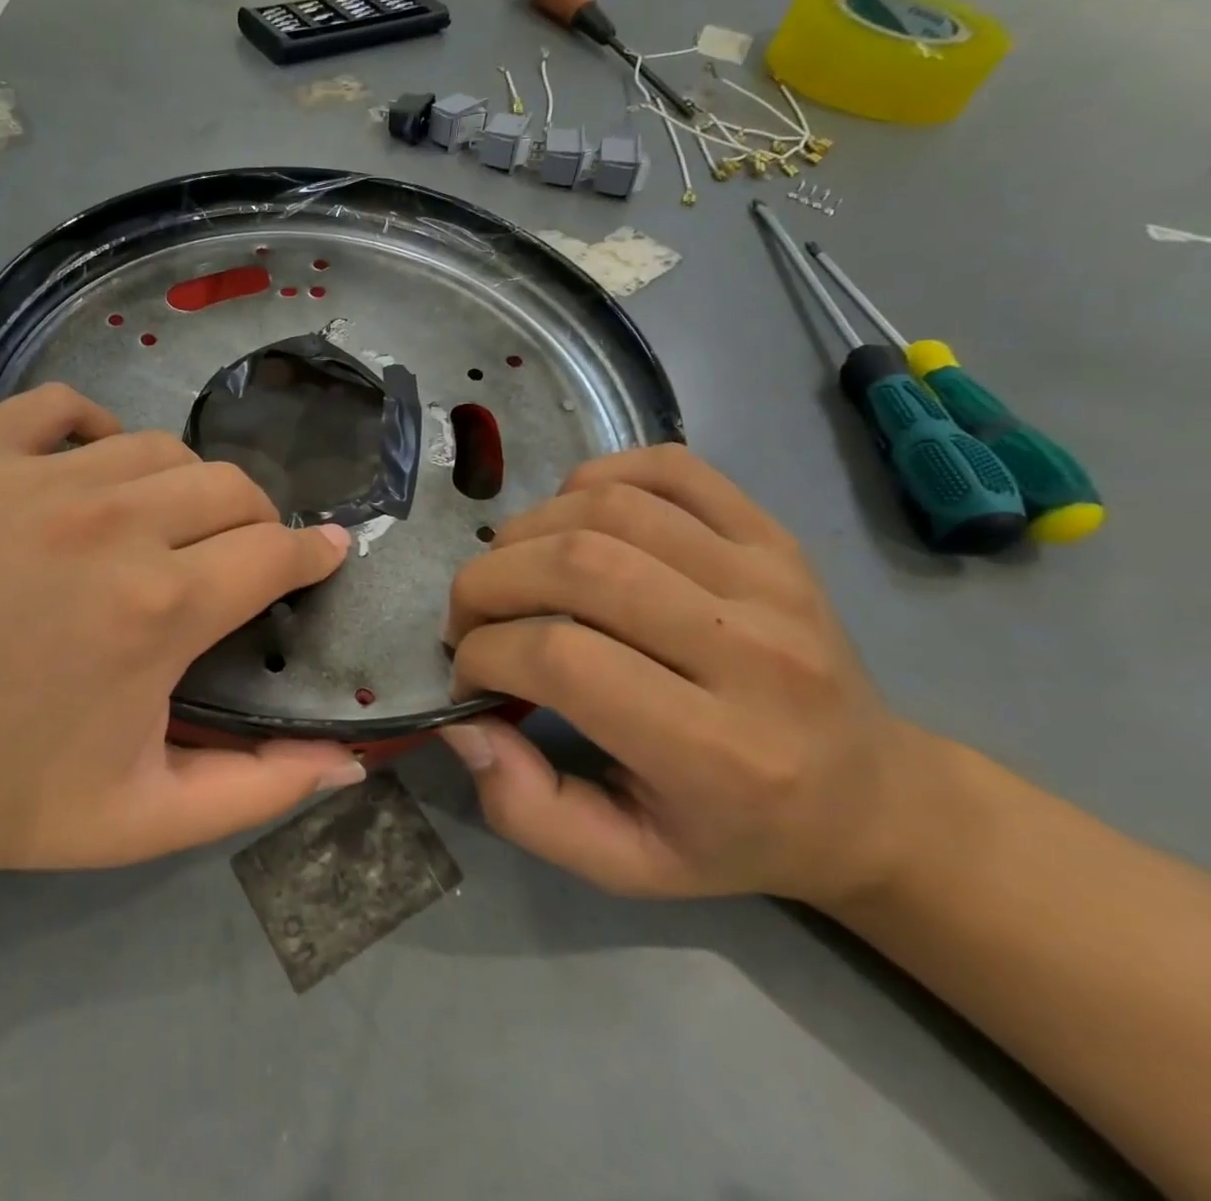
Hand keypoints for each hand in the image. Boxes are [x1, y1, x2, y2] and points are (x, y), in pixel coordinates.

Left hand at [0, 384, 362, 892]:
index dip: (314, 554)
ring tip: (166, 525)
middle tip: (240, 558)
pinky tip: (89, 473)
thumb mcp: (135, 822)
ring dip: (184, 486)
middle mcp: (109, 521)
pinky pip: (62, 408)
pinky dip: (95, 431)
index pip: (275, 552)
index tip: (327, 555)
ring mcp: (32, 473)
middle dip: (257, 522)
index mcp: (157, 607)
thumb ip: (256, 790)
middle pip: (230, 487)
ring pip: (157, 447)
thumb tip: (348, 762)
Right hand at [438, 444, 925, 906]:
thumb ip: (525, 808)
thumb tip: (461, 723)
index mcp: (721, 750)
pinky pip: (666, 468)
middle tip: (471, 619)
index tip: (470, 677)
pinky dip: (593, 479)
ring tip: (513, 573)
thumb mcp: (624, 864)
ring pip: (609, 507)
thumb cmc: (735, 835)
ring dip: (527, 531)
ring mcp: (771, 577)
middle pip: (577, 565)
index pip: (561, 659)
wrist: (873, 798)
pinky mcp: (775, 535)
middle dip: (486, 583)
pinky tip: (572, 522)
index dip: (484, 654)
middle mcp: (755, 651)